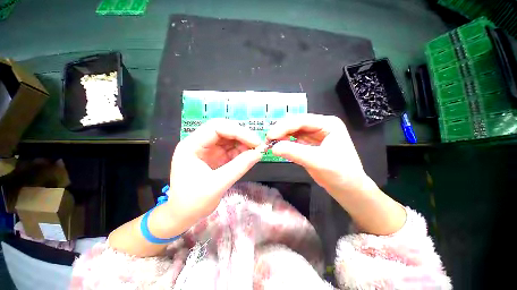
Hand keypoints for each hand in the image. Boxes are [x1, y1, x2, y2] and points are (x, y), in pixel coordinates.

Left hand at [167, 119, 262, 221]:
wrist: (183, 215)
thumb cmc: (193, 202)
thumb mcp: (217, 185)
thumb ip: (239, 167)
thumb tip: (259, 153)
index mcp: (191, 145)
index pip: (216, 127)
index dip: (238, 131)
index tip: (255, 142)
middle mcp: (199, 143)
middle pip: (223, 129)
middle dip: (242, 135)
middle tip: (257, 145)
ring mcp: (208, 149)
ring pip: (229, 138)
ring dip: (243, 143)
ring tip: (255, 151)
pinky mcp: (215, 156)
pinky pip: (231, 148)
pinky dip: (241, 151)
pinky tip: (248, 156)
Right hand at [267, 114, 370, 196]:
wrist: (348, 188)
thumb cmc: (340, 174)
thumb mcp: (318, 161)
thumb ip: (295, 152)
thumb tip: (273, 147)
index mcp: (328, 124)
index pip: (302, 120)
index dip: (284, 126)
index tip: (270, 136)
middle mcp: (320, 126)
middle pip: (296, 124)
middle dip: (281, 130)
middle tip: (268, 140)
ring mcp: (314, 135)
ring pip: (293, 131)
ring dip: (282, 136)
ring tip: (271, 143)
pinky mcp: (309, 144)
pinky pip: (294, 140)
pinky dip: (285, 143)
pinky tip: (279, 146)